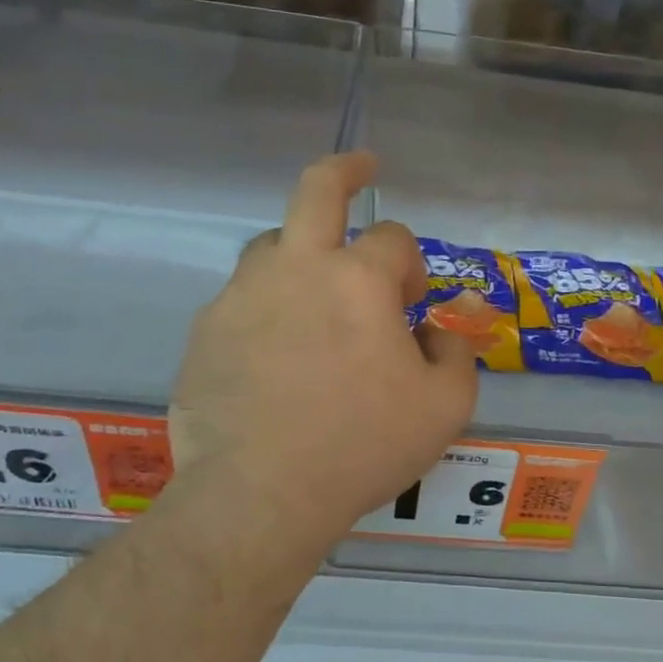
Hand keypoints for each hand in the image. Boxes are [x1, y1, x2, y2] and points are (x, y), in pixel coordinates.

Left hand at [169, 152, 478, 549]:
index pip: (395, 239)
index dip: (412, 265)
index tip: (413, 305)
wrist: (261, 493)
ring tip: (315, 299)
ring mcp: (241, 295)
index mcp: (358, 279)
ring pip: (272, 246)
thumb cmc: (363, 446)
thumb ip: (456, 352)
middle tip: (361, 167)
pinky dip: (266, 310)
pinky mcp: (206, 330)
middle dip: (345, 169)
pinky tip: (274, 356)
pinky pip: (242, 300)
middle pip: (316, 189)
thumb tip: (444, 327)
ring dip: (301, 255)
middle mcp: (296, 268)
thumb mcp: (444, 407)